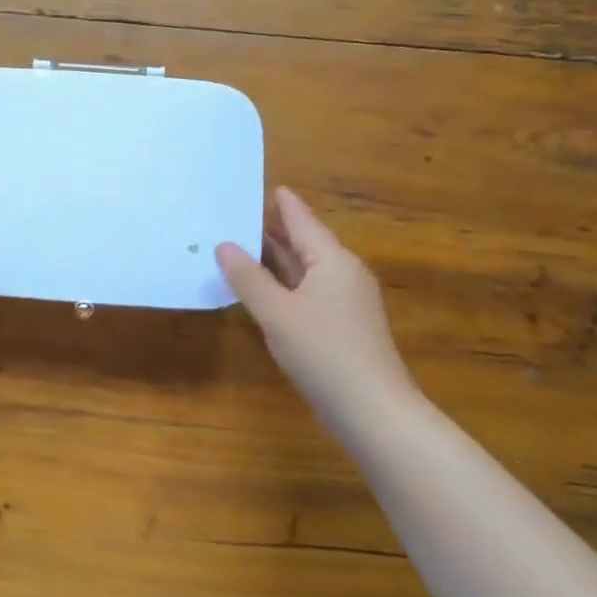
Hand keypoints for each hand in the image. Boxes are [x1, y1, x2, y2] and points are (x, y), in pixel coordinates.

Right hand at [216, 186, 414, 424]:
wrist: (373, 410)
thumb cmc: (324, 352)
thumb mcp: (277, 313)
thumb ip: (248, 278)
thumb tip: (224, 245)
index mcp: (332, 261)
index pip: (303, 221)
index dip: (283, 204)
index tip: (266, 186)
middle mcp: (342, 274)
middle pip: (304, 244)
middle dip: (272, 232)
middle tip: (236, 218)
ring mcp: (346, 302)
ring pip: (305, 271)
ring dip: (275, 261)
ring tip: (240, 249)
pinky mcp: (342, 327)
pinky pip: (307, 293)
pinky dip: (283, 286)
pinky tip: (262, 293)